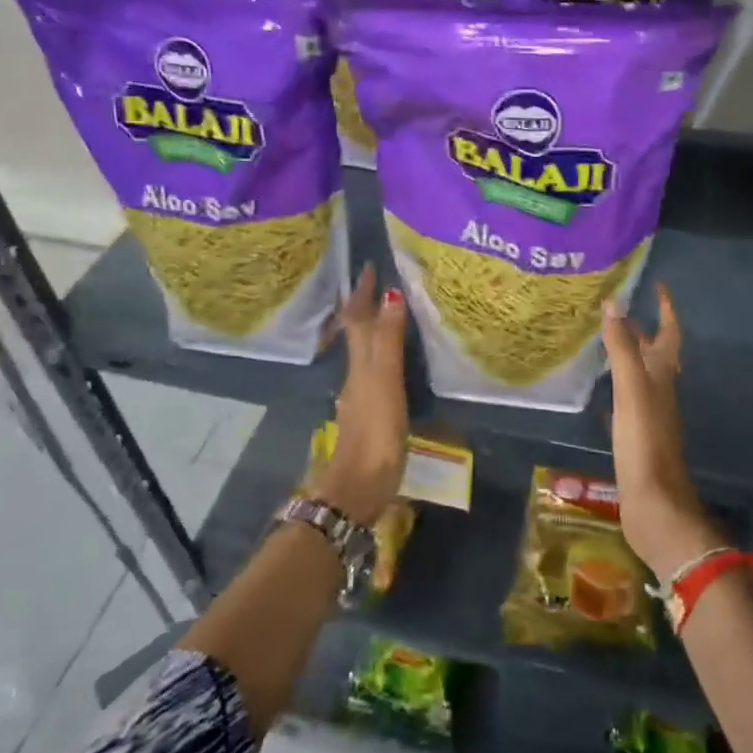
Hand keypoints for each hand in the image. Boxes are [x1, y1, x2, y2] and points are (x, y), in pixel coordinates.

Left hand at [315, 263, 409, 524]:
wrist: (359, 486)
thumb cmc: (375, 432)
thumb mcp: (384, 382)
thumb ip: (389, 341)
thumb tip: (391, 294)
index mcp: (359, 363)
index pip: (358, 318)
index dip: (363, 293)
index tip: (368, 266)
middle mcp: (356, 374)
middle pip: (357, 333)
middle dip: (366, 307)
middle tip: (382, 283)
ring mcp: (361, 396)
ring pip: (365, 352)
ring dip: (374, 330)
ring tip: (392, 314)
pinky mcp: (371, 415)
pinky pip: (376, 372)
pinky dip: (384, 356)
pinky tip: (395, 363)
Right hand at [600, 285, 719, 579]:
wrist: (655, 504)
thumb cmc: (645, 443)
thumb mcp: (632, 390)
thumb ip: (623, 349)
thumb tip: (614, 303)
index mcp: (662, 376)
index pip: (668, 333)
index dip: (665, 309)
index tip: (657, 286)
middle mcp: (659, 391)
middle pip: (654, 353)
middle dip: (640, 328)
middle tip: (614, 308)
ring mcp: (649, 416)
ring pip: (640, 376)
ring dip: (626, 356)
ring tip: (602, 340)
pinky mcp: (636, 436)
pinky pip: (626, 401)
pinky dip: (616, 388)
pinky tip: (600, 391)